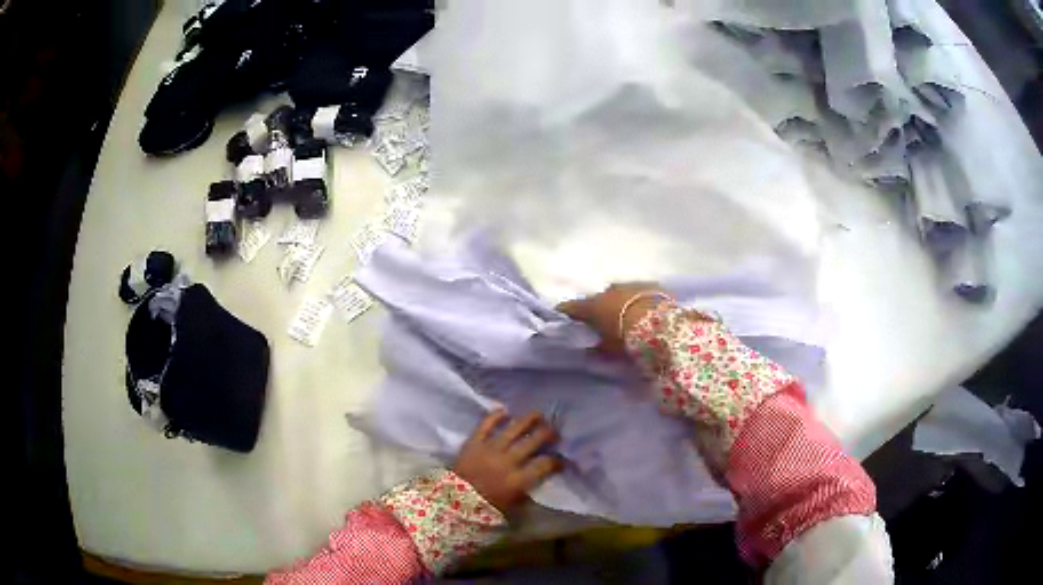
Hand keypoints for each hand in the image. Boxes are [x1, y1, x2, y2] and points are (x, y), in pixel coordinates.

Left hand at [452, 410, 561, 513]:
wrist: (451, 502)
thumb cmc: (484, 508)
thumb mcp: (511, 509)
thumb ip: (527, 496)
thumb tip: (540, 485)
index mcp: (518, 481)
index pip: (544, 465)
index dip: (556, 461)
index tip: (561, 459)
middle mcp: (507, 461)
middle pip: (532, 442)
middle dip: (547, 434)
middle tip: (555, 431)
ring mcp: (490, 449)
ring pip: (513, 429)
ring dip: (528, 420)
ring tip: (539, 414)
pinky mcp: (473, 442)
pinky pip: (486, 425)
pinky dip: (495, 416)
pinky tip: (505, 410)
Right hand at [557, 282, 671, 355]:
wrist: (661, 325)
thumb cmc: (628, 340)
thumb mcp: (610, 349)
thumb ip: (598, 348)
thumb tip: (589, 350)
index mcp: (593, 306)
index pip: (572, 307)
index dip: (566, 311)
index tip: (562, 314)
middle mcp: (608, 291)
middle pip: (598, 298)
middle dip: (599, 307)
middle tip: (603, 319)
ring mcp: (629, 284)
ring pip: (619, 292)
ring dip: (620, 301)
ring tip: (626, 314)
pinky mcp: (650, 284)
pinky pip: (640, 291)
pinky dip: (639, 298)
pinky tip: (645, 307)